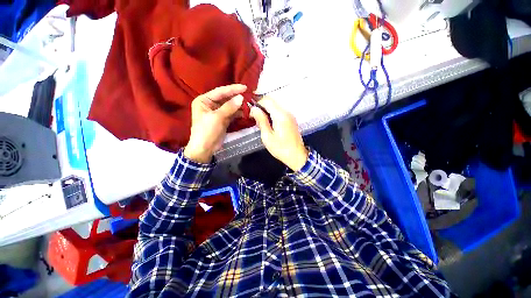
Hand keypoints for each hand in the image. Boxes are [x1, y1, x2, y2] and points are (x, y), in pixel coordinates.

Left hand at [184, 84, 246, 162]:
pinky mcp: (223, 120)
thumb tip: (241, 98)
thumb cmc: (206, 131)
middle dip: (237, 98)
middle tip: (249, 96)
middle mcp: (210, 104)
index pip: (220, 92)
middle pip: (226, 98)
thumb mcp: (217, 118)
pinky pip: (232, 114)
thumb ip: (229, 107)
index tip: (245, 87)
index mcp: (204, 100)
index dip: (233, 89)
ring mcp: (218, 112)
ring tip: (249, 105)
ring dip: (239, 106)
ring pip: (230, 106)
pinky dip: (239, 113)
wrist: (205, 148)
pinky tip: (246, 112)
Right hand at [250, 97, 308, 170]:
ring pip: (275, 106)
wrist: (297, 156)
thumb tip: (254, 109)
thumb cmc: (281, 149)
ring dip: (267, 111)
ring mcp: (290, 115)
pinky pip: (280, 112)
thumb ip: (261, 121)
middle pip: (271, 101)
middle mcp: (287, 112)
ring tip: (262, 124)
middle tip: (256, 119)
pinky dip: (272, 115)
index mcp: (280, 115)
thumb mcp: (267, 137)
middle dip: (261, 107)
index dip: (257, 104)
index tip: (252, 114)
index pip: (267, 100)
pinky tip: (270, 125)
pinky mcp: (291, 120)